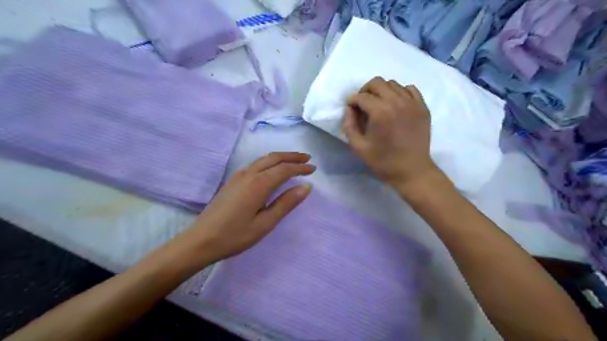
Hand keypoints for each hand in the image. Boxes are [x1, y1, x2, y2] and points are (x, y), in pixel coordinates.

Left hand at [170, 152, 312, 265]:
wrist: (200, 240)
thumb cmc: (235, 235)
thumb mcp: (265, 223)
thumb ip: (286, 203)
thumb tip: (306, 187)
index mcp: (258, 184)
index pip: (285, 169)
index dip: (300, 168)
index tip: (313, 169)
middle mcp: (249, 174)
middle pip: (274, 158)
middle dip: (292, 156)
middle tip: (307, 158)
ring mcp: (239, 175)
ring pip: (263, 159)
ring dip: (280, 157)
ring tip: (294, 161)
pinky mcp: (233, 180)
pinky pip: (255, 164)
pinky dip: (269, 162)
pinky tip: (273, 169)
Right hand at [344, 76, 438, 190]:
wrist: (412, 171)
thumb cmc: (383, 161)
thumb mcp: (358, 147)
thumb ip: (349, 125)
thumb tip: (349, 109)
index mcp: (380, 112)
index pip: (361, 96)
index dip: (352, 101)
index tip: (351, 110)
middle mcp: (397, 102)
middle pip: (377, 82)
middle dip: (365, 91)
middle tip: (363, 105)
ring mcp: (413, 103)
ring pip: (393, 84)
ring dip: (382, 91)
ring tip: (379, 105)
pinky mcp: (423, 107)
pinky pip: (410, 89)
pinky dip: (400, 93)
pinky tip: (396, 105)